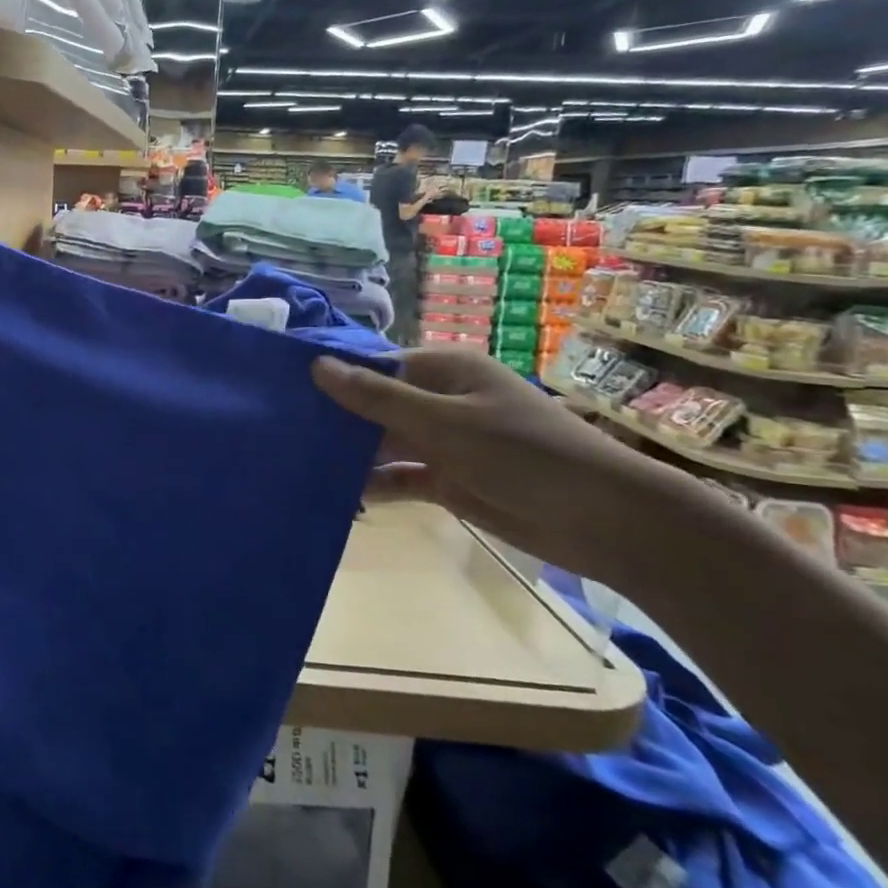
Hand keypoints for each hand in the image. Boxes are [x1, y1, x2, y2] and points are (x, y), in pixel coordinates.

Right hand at [311, 348, 716, 586]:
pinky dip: (374, 485)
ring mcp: (444, 442)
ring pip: (382, 443)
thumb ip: (378, 397)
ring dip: (349, 455)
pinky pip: (399, 477)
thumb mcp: (445, 422)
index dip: (331, 377)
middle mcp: (440, 401)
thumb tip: (316, 365)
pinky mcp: (448, 480)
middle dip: (335, 419)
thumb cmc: (526, 454)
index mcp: (443, 370)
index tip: (282, 392)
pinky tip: (337, 496)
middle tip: (280, 433)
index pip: (373, 366)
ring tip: (296, 464)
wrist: (607, 522)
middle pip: (374, 404)